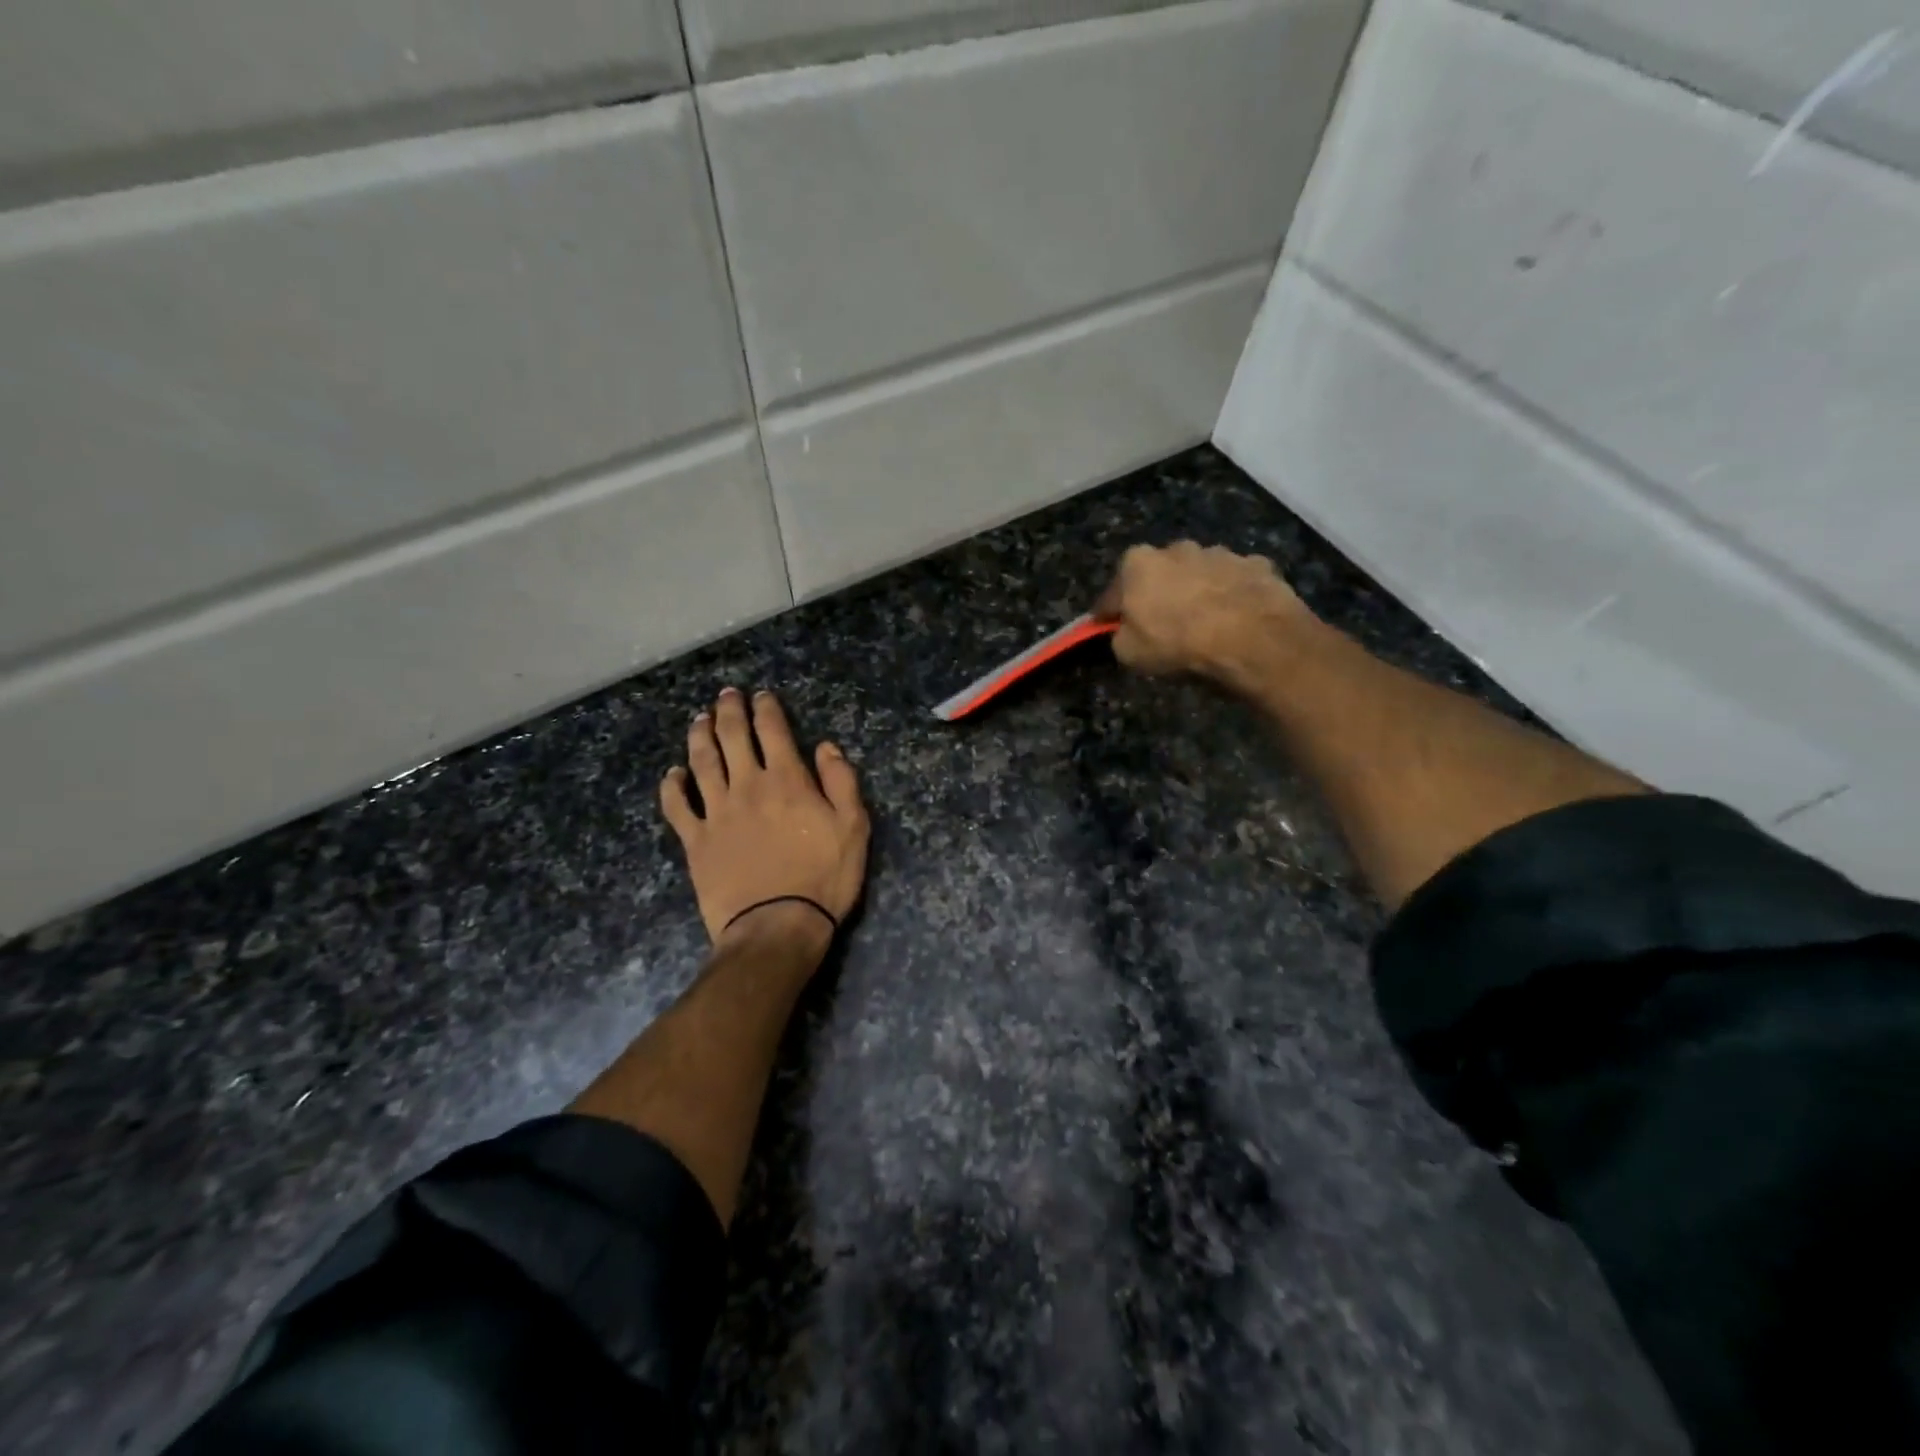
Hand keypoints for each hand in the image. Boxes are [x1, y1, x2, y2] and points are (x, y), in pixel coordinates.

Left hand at [661, 688, 870, 951]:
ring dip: (700, 736)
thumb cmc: (823, 878)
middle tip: (726, 695)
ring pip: (702, 762)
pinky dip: (673, 786)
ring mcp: (717, 813)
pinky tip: (674, 774)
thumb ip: (841, 782)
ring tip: (699, 719)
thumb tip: (826, 746)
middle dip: (729, 711)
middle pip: (733, 738)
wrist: (777, 925)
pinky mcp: (696, 841)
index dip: (766, 709)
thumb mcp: (853, 828)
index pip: (773, 731)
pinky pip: (678, 806)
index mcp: (787, 780)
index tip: (762, 696)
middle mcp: (748, 786)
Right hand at [1094, 542, 1312, 677]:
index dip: (1111, 614)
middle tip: (1164, 625)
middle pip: (1159, 575)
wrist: (1251, 638)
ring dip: (1197, 592)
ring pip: (1200, 574)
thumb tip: (1126, 630)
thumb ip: (1120, 635)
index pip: (1113, 592)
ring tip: (1206, 624)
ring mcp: (1220, 552)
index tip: (1112, 629)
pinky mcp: (1257, 564)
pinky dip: (1233, 596)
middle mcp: (1177, 547)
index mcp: (1137, 563)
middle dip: (1158, 594)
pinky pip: (1235, 582)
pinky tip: (1237, 620)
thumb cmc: (1178, 643)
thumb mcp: (1129, 653)